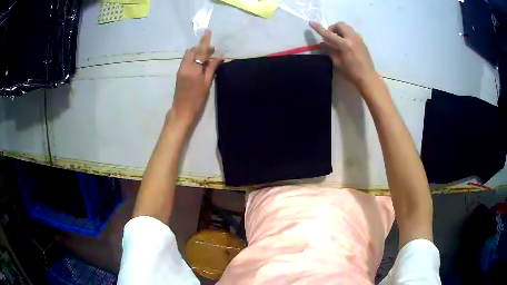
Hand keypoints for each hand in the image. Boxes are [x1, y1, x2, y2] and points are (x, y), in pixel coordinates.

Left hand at [171, 30, 223, 125]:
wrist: (182, 110)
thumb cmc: (197, 99)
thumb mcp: (207, 83)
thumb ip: (212, 68)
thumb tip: (220, 56)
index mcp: (193, 69)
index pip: (200, 51)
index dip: (205, 40)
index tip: (208, 30)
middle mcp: (185, 66)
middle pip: (192, 51)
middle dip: (201, 47)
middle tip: (213, 50)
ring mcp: (180, 69)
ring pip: (188, 55)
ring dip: (197, 52)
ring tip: (207, 57)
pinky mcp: (179, 73)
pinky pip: (186, 61)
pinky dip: (193, 58)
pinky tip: (200, 64)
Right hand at [310, 21, 377, 89]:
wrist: (368, 78)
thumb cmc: (351, 73)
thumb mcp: (337, 62)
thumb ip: (330, 50)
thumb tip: (324, 43)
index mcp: (345, 44)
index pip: (329, 34)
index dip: (319, 28)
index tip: (311, 22)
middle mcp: (352, 38)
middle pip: (340, 25)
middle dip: (333, 28)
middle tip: (330, 37)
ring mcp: (359, 39)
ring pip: (347, 28)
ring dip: (340, 31)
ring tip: (338, 41)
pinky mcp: (362, 42)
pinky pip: (352, 33)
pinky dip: (346, 35)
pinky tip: (346, 45)